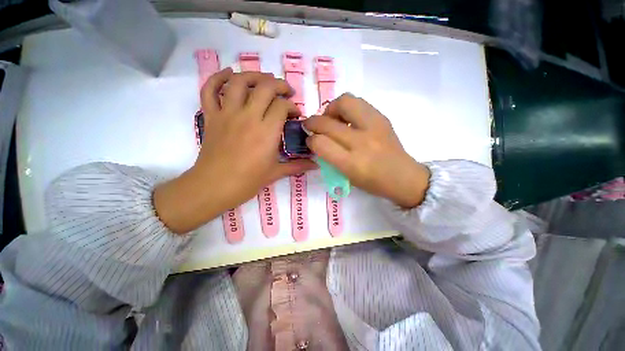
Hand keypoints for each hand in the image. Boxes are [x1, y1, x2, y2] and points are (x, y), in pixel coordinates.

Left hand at [154, 69, 315, 233]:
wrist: (214, 187)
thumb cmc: (247, 182)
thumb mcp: (275, 173)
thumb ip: (297, 166)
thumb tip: (316, 165)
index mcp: (266, 132)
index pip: (282, 106)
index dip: (292, 106)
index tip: (295, 115)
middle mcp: (248, 117)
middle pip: (265, 87)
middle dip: (279, 85)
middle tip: (286, 92)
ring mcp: (227, 114)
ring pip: (238, 82)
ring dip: (253, 75)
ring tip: (263, 80)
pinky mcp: (211, 116)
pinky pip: (209, 90)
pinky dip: (217, 78)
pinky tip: (229, 75)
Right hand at [304, 93, 429, 207]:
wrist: (404, 177)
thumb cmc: (373, 182)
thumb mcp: (347, 176)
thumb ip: (330, 158)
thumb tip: (317, 140)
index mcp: (351, 163)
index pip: (320, 143)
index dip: (311, 140)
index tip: (310, 140)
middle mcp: (362, 142)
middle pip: (328, 122)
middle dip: (313, 122)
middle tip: (312, 125)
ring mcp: (374, 126)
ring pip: (344, 102)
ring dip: (331, 109)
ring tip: (332, 119)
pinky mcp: (382, 118)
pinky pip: (358, 102)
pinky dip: (347, 108)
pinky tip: (348, 119)